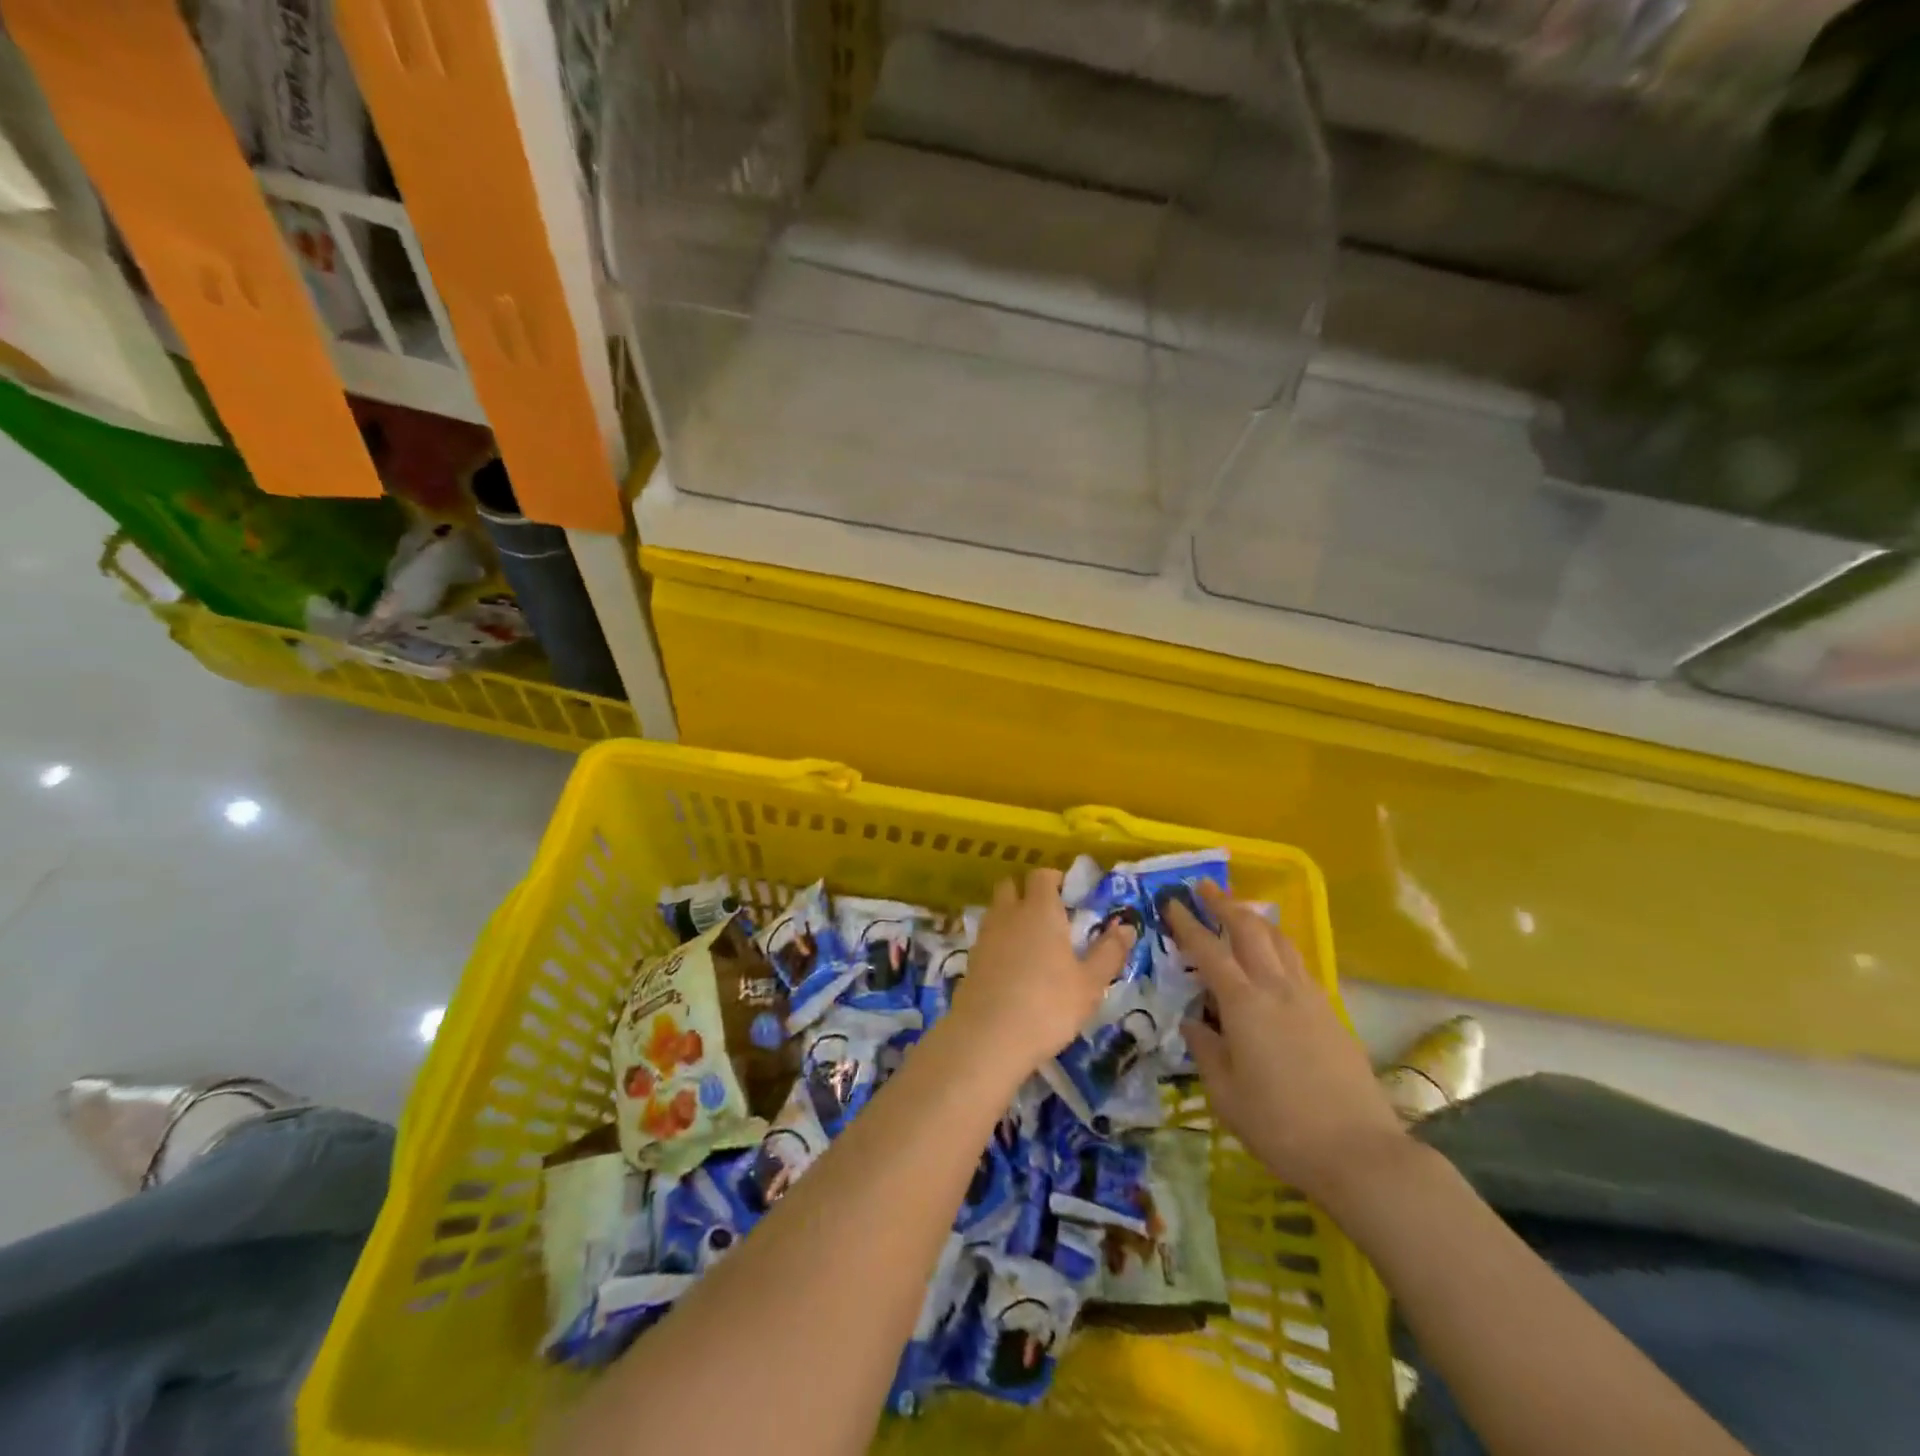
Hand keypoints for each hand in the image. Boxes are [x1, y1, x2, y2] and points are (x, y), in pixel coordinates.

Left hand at [949, 869, 1135, 1079]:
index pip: (1042, 876)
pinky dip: (1000, 941)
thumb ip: (1109, 951)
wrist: (987, 1037)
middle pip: (1011, 885)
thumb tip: (1126, 925)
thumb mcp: (1090, 983)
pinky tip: (1013, 967)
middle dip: (1028, 892)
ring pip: (997, 910)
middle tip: (1050, 916)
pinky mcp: (970, 959)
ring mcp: (985, 935)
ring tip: (1033, 944)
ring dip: (1012, 916)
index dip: (1055, 880)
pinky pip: (988, 937)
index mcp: (1040, 910)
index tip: (1070, 896)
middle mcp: (1009, 914)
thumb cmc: (1048, 1005)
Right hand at [1169, 883, 1406, 1207]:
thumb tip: (1192, 1023)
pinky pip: (1300, 964)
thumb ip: (1205, 1051)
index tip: (1171, 903)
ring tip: (1240, 911)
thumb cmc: (1280, 1125)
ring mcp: (1310, 998)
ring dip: (1256, 919)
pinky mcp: (1332, 1013)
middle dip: (1225, 904)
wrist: (1359, 1152)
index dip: (1188, 924)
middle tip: (1204, 888)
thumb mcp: (1226, 1094)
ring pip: (1281, 940)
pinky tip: (1274, 958)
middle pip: (1250, 930)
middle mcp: (1277, 989)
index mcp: (1244, 1004)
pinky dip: (1280, 946)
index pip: (1209, 951)